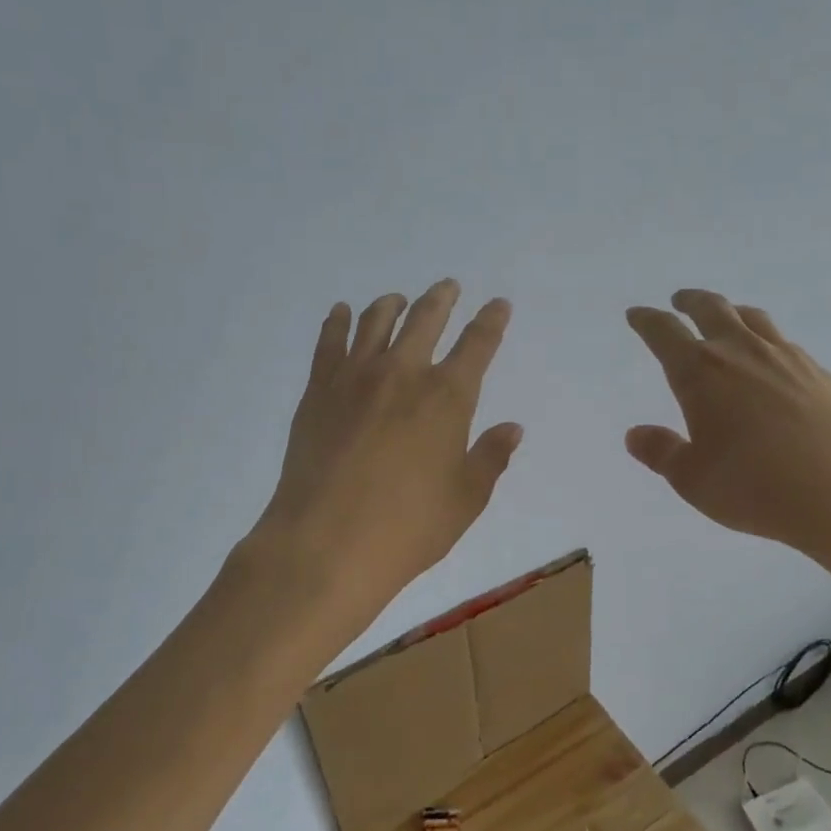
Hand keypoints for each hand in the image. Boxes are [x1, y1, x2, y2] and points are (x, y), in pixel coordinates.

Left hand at [249, 280, 523, 628]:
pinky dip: (339, 321)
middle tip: (448, 287)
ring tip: (398, 299)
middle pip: (426, 318)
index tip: (498, 304)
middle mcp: (403, 373)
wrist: (326, 544)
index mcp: (447, 397)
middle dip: (441, 298)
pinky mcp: (318, 390)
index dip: (491, 320)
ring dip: (393, 304)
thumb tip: (512, 427)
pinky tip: (343, 312)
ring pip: (377, 321)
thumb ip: (490, 458)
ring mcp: (355, 377)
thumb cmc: (408, 528)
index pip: (477, 344)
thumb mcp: (466, 500)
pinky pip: (330, 341)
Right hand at [625, 290, 830, 606]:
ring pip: (753, 319)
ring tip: (727, 317)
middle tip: (679, 301)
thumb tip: (635, 434)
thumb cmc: (756, 487)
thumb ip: (662, 452)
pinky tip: (772, 360)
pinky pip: (785, 342)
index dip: (647, 321)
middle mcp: (742, 352)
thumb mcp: (693, 480)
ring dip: (732, 312)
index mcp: (701, 372)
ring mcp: (787, 358)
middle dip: (690, 301)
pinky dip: (767, 340)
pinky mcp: (821, 374)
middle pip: (712, 309)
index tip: (637, 314)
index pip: (664, 333)